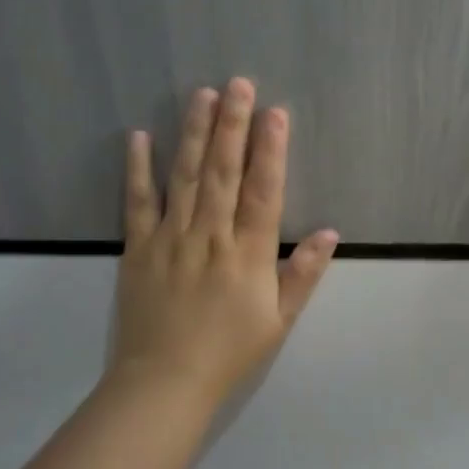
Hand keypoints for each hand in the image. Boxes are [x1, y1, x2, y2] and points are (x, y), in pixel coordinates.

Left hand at [111, 78, 337, 405]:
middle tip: (237, 84)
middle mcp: (210, 235)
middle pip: (222, 171)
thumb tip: (331, 233)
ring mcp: (170, 238)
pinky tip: (139, 136)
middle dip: (232, 125)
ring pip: (184, 176)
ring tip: (201, 95)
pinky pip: (137, 202)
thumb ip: (303, 273)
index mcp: (248, 252)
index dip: (270, 150)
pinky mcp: (138, 248)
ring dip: (193, 133)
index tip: (275, 113)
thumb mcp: (279, 319)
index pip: (262, 190)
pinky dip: (138, 168)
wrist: (163, 384)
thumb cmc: (229, 352)